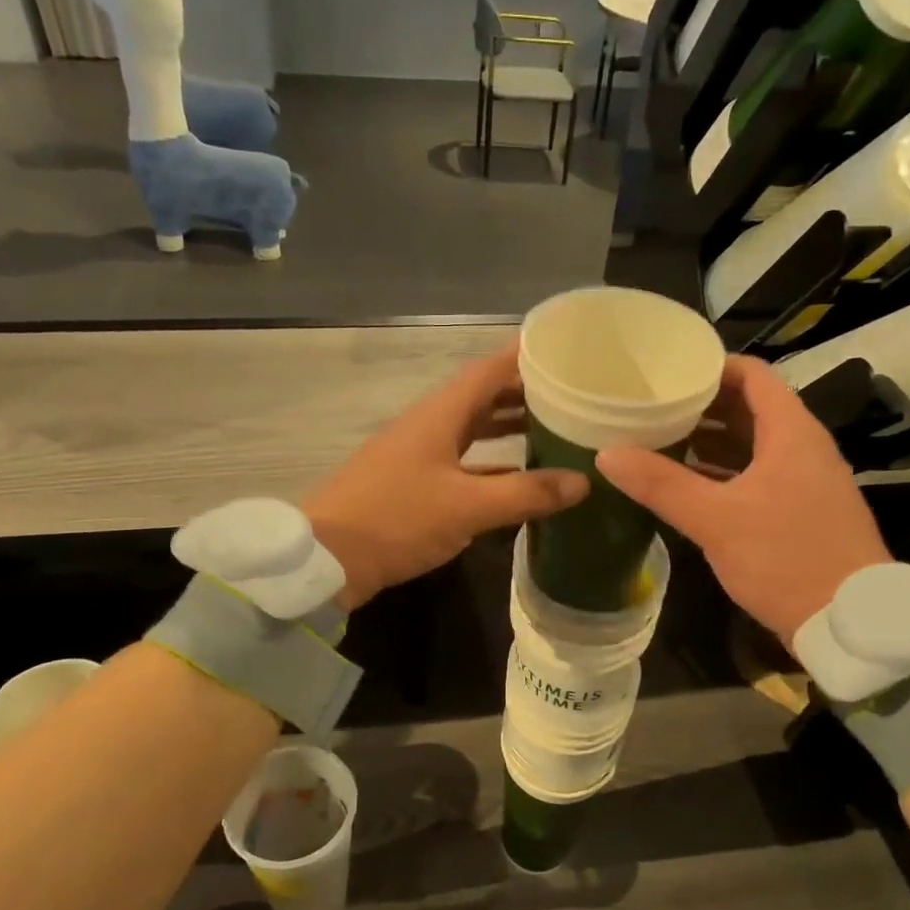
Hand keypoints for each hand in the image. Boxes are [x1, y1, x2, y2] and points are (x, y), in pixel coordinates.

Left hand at [305, 343, 588, 610]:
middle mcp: (428, 425)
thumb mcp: (467, 507)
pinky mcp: (411, 484)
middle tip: (571, 395)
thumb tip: (583, 482)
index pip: (488, 370)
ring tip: (553, 430)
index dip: (524, 356)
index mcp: (439, 415)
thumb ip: (525, 493)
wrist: (327, 559)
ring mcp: (417, 455)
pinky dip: (490, 465)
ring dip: (507, 428)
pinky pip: (461, 462)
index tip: (564, 350)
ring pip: (471, 431)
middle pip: (482, 397)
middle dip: (524, 393)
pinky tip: (517, 478)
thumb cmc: (397, 519)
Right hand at [597, 356, 890, 646]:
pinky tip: (687, 486)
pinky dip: (722, 473)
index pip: (752, 375)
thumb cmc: (786, 558)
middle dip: (701, 406)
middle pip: (749, 408)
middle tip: (651, 407)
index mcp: (791, 433)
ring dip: (709, 441)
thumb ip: (661, 485)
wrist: (850, 623)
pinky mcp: (800, 511)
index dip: (710, 367)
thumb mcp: (716, 520)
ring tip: (659, 441)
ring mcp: (804, 481)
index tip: (666, 372)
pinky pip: (756, 475)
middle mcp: (802, 447)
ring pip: (752, 445)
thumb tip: (606, 454)